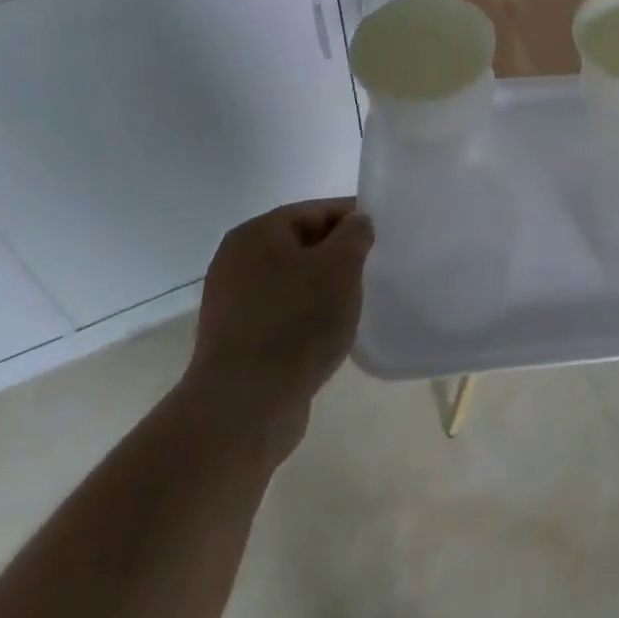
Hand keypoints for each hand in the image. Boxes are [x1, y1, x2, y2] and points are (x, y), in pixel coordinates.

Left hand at [185, 198, 372, 426]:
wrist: (245, 407)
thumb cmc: (296, 323)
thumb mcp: (340, 266)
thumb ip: (355, 234)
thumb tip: (356, 223)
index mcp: (256, 234)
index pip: (317, 211)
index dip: (354, 220)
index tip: (385, 237)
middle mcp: (237, 262)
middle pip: (303, 245)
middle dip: (339, 256)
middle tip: (374, 270)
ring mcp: (233, 303)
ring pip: (294, 281)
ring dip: (324, 289)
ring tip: (355, 304)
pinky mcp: (237, 340)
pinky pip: (283, 313)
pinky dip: (307, 317)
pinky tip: (329, 333)